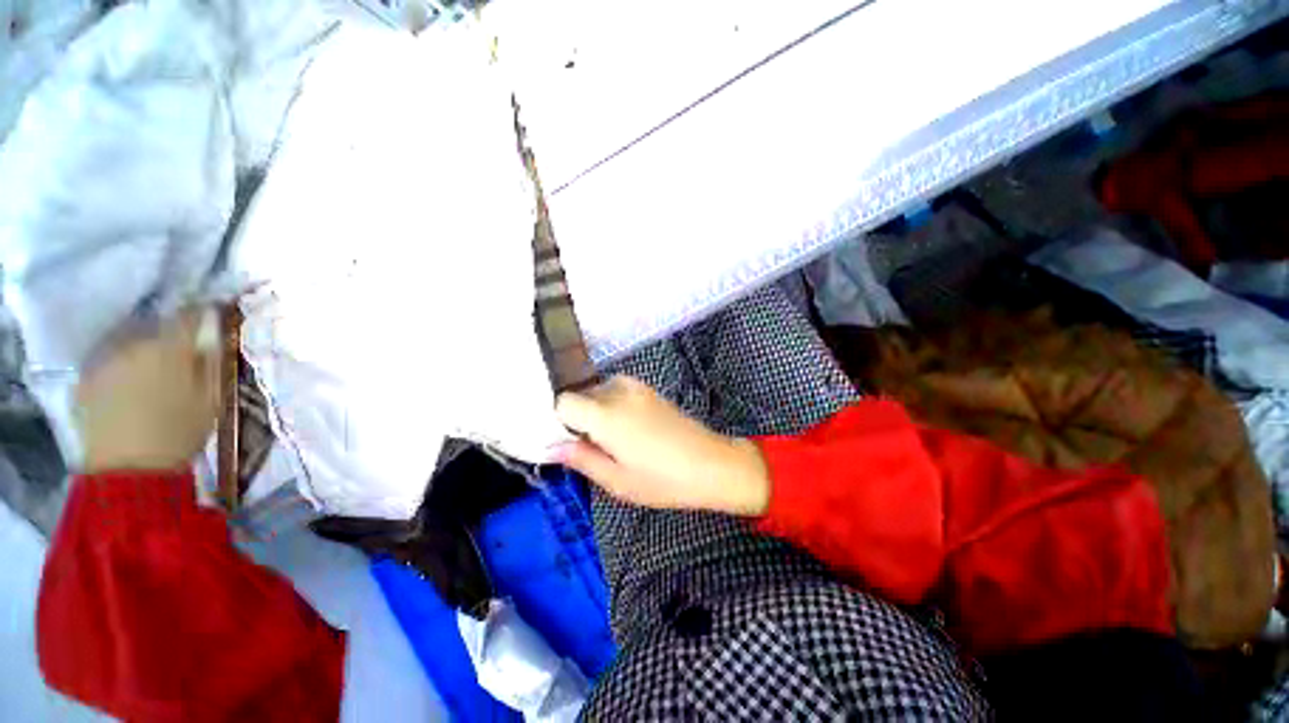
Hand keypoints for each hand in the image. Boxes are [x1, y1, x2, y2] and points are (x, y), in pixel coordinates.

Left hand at [75, 310, 219, 472]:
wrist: (127, 472)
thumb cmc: (179, 434)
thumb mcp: (211, 400)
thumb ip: (211, 364)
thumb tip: (213, 340)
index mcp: (169, 348)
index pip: (189, 316)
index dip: (203, 316)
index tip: (212, 320)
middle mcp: (133, 345)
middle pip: (156, 329)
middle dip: (171, 338)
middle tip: (183, 356)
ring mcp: (105, 361)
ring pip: (131, 345)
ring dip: (145, 353)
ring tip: (155, 375)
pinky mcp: (86, 379)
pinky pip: (110, 364)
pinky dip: (123, 370)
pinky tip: (130, 390)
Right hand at [553, 376, 768, 515]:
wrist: (711, 464)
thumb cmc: (663, 480)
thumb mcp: (617, 481)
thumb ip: (581, 459)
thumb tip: (551, 447)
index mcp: (605, 413)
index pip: (562, 401)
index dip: (558, 421)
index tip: (566, 442)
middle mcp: (618, 391)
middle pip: (580, 395)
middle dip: (577, 418)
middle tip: (590, 448)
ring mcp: (636, 387)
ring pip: (598, 391)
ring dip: (595, 411)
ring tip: (611, 441)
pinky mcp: (649, 390)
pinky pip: (616, 390)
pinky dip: (611, 405)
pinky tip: (628, 430)